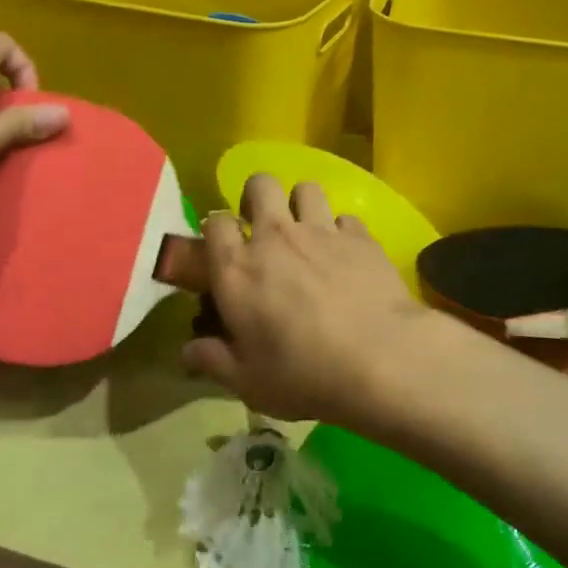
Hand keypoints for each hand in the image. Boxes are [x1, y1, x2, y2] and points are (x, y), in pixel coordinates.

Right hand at [181, 173, 457, 423]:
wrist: (380, 360)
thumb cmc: (304, 375)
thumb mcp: (248, 382)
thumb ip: (214, 360)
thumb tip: (187, 352)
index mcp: (237, 269)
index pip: (214, 223)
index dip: (216, 230)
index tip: (223, 249)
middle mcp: (275, 237)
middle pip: (260, 184)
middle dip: (257, 197)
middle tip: (263, 227)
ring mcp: (321, 230)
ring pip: (306, 189)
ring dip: (302, 204)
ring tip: (307, 232)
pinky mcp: (360, 235)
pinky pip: (346, 217)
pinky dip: (342, 232)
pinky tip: (347, 255)